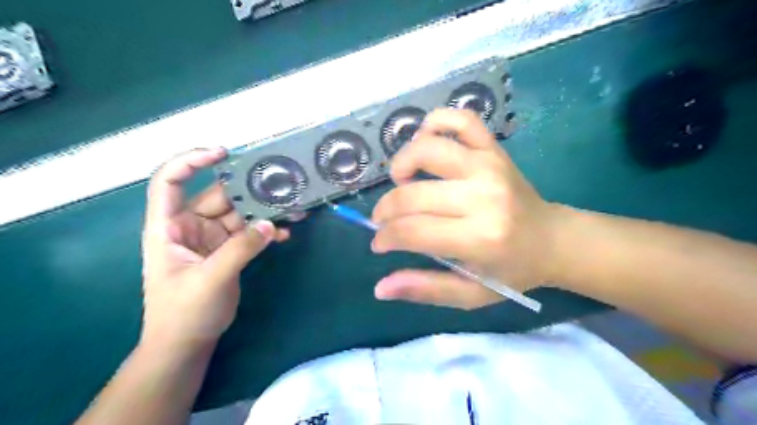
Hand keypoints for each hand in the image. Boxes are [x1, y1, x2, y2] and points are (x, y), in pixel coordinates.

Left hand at [139, 149, 288, 351]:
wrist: (188, 342)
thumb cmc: (184, 312)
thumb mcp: (210, 279)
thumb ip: (240, 249)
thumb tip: (271, 224)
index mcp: (169, 226)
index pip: (170, 181)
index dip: (191, 161)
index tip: (223, 153)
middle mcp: (190, 225)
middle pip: (219, 195)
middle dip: (249, 190)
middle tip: (281, 186)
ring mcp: (212, 237)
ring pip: (240, 213)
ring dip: (265, 211)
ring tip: (292, 209)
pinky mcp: (229, 249)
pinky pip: (250, 232)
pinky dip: (267, 231)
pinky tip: (286, 234)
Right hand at [370, 110, 564, 308]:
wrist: (552, 239)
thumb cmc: (510, 270)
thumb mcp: (470, 294)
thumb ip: (425, 289)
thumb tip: (380, 288)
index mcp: (479, 238)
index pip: (411, 231)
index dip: (385, 237)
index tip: (380, 242)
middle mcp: (483, 196)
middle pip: (412, 194)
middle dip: (385, 209)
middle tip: (383, 220)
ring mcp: (489, 165)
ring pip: (428, 147)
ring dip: (402, 162)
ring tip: (401, 180)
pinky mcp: (494, 149)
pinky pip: (460, 120)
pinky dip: (435, 123)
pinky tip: (425, 143)